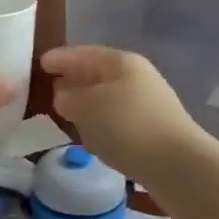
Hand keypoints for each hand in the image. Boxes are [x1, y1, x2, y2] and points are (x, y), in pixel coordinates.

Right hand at [41, 46, 210, 188]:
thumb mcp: (87, 107)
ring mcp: (149, 103)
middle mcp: (138, 77)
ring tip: (68, 111)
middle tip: (52, 85)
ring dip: (89, 102)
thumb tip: (64, 95)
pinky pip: (119, 118)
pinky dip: (102, 122)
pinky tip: (93, 135)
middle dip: (75, 79)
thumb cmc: (126, 126)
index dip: (62, 58)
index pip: (84, 54)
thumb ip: (70, 97)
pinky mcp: (154, 130)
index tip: (41, 62)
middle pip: (99, 73)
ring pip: (109, 97)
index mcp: (121, 62)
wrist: (177, 164)